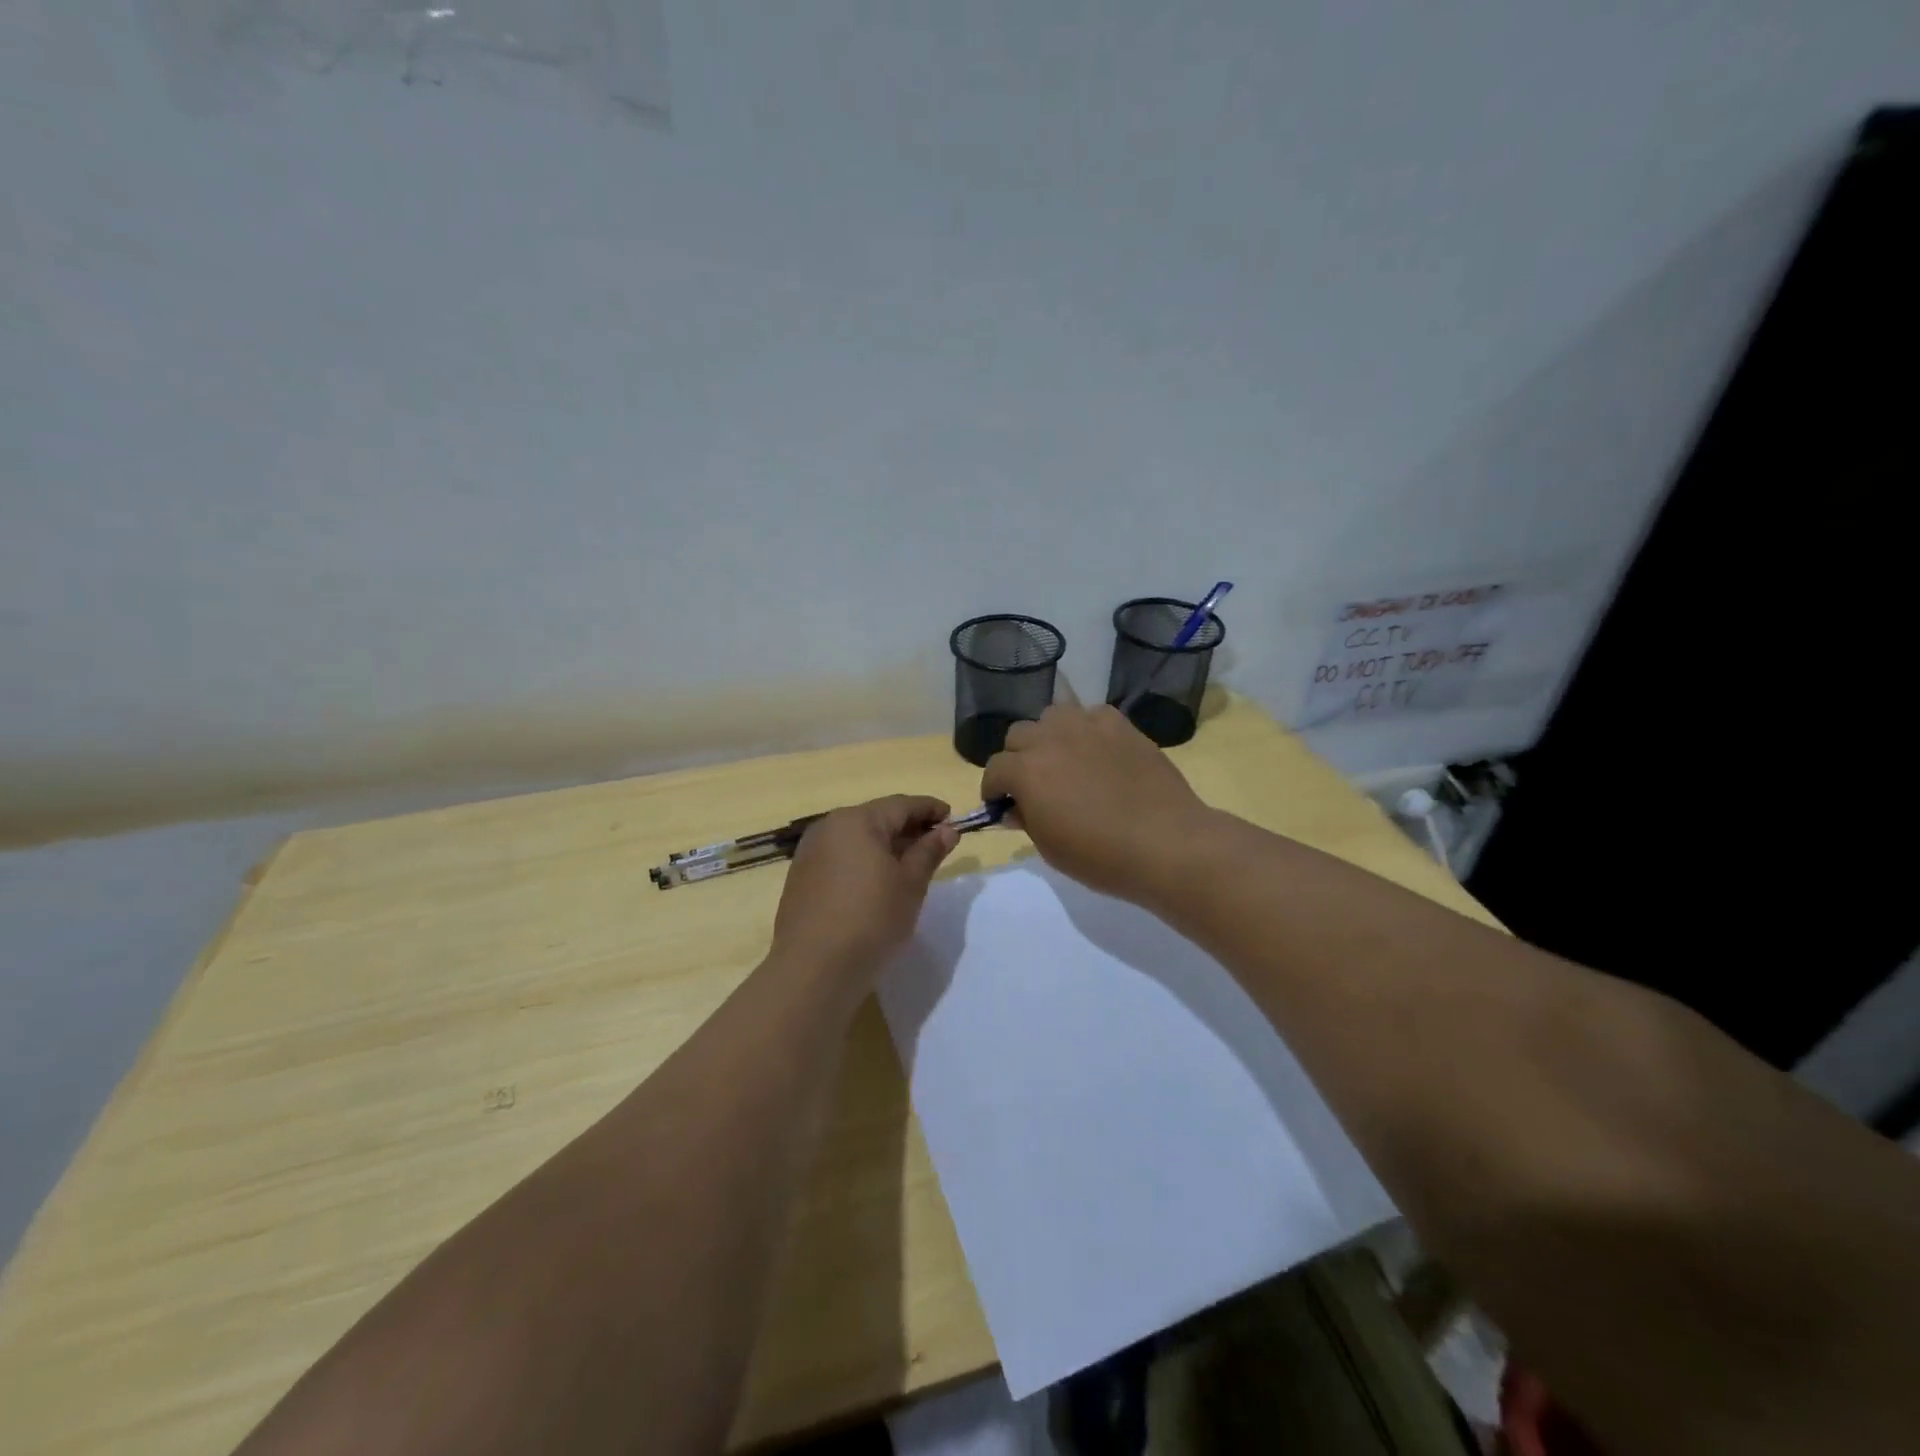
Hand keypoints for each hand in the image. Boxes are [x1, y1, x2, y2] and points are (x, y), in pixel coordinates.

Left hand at [770, 795, 959, 985]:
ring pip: (857, 838)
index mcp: (857, 821)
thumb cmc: (871, 919)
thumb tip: (947, 830)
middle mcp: (829, 827)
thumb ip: (929, 851)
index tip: (953, 818)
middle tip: (936, 844)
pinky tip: (878, 882)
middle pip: (877, 818)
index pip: (901, 805)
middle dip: (908, 828)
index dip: (930, 809)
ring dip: (885, 846)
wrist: (813, 969)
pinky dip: (863, 861)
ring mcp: (810, 852)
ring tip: (910, 865)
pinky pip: (841, 857)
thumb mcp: (911, 884)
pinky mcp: (801, 878)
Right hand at [980, 704, 1214, 904]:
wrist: (1165, 842)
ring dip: (1049, 736)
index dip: (994, 790)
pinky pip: (1091, 714)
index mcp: (1025, 771)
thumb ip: (1026, 819)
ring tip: (1064, 759)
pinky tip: (1098, 751)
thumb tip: (1015, 807)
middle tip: (1034, 784)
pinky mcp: (1119, 725)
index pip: (994, 769)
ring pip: (1052, 715)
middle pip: (1018, 735)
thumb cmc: (1101, 856)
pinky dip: (1086, 729)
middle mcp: (1050, 739)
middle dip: (1018, 758)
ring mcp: (1087, 726)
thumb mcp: (1050, 848)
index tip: (1003, 805)